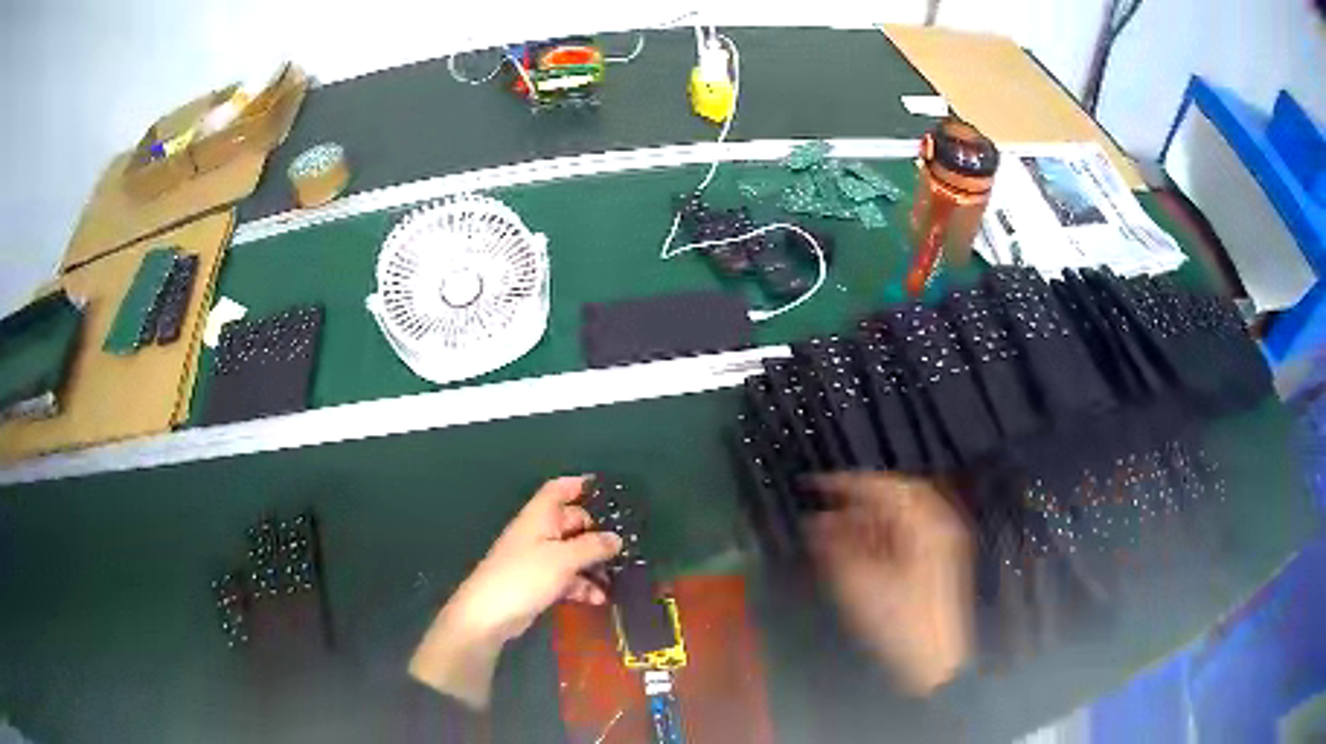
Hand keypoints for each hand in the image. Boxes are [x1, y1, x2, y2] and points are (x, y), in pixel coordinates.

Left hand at [410, 476, 621, 706]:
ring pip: (572, 553)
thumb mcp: (563, 559)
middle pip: (571, 522)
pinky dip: (582, 585)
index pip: (558, 490)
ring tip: (616, 577)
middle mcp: (539, 533)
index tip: (604, 488)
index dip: (578, 484)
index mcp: (539, 517)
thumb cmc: (524, 576)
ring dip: (592, 564)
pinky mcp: (539, 582)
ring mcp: (538, 559)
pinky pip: (567, 577)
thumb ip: (592, 547)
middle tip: (624, 544)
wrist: (489, 614)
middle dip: (596, 533)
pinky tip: (599, 599)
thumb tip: (616, 538)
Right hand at [806, 473, 973, 695]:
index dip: (848, 482)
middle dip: (861, 498)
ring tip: (837, 528)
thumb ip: (836, 547)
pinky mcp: (940, 561)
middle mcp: (940, 524)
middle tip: (828, 503)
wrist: (936, 661)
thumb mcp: (860, 584)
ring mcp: (944, 542)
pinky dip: (884, 533)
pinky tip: (861, 546)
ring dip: (870, 516)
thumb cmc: (899, 621)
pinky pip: (910, 532)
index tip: (816, 484)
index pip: (886, 486)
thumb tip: (815, 521)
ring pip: (904, 514)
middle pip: (899, 496)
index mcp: (927, 523)